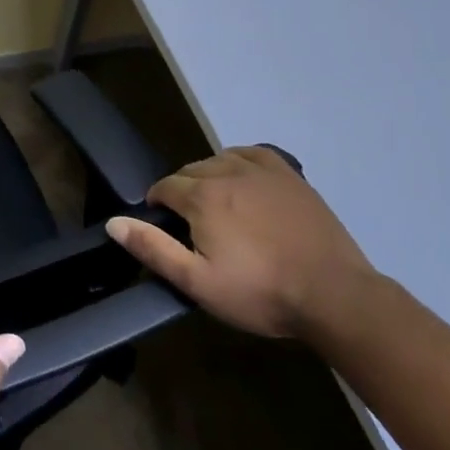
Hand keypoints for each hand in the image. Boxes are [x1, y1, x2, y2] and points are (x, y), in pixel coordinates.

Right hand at [105, 147, 375, 339]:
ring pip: (219, 160)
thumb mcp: (198, 283)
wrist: (335, 296)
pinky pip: (252, 153)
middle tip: (192, 226)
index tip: (164, 228)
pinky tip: (243, 180)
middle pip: (190, 171)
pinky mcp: (290, 176)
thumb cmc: (261, 293)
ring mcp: (262, 171)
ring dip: (209, 177)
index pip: (164, 188)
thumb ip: (153, 249)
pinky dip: (239, 161)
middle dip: (182, 192)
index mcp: (201, 197)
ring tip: (217, 206)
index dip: (158, 206)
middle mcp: (226, 172)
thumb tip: (114, 222)